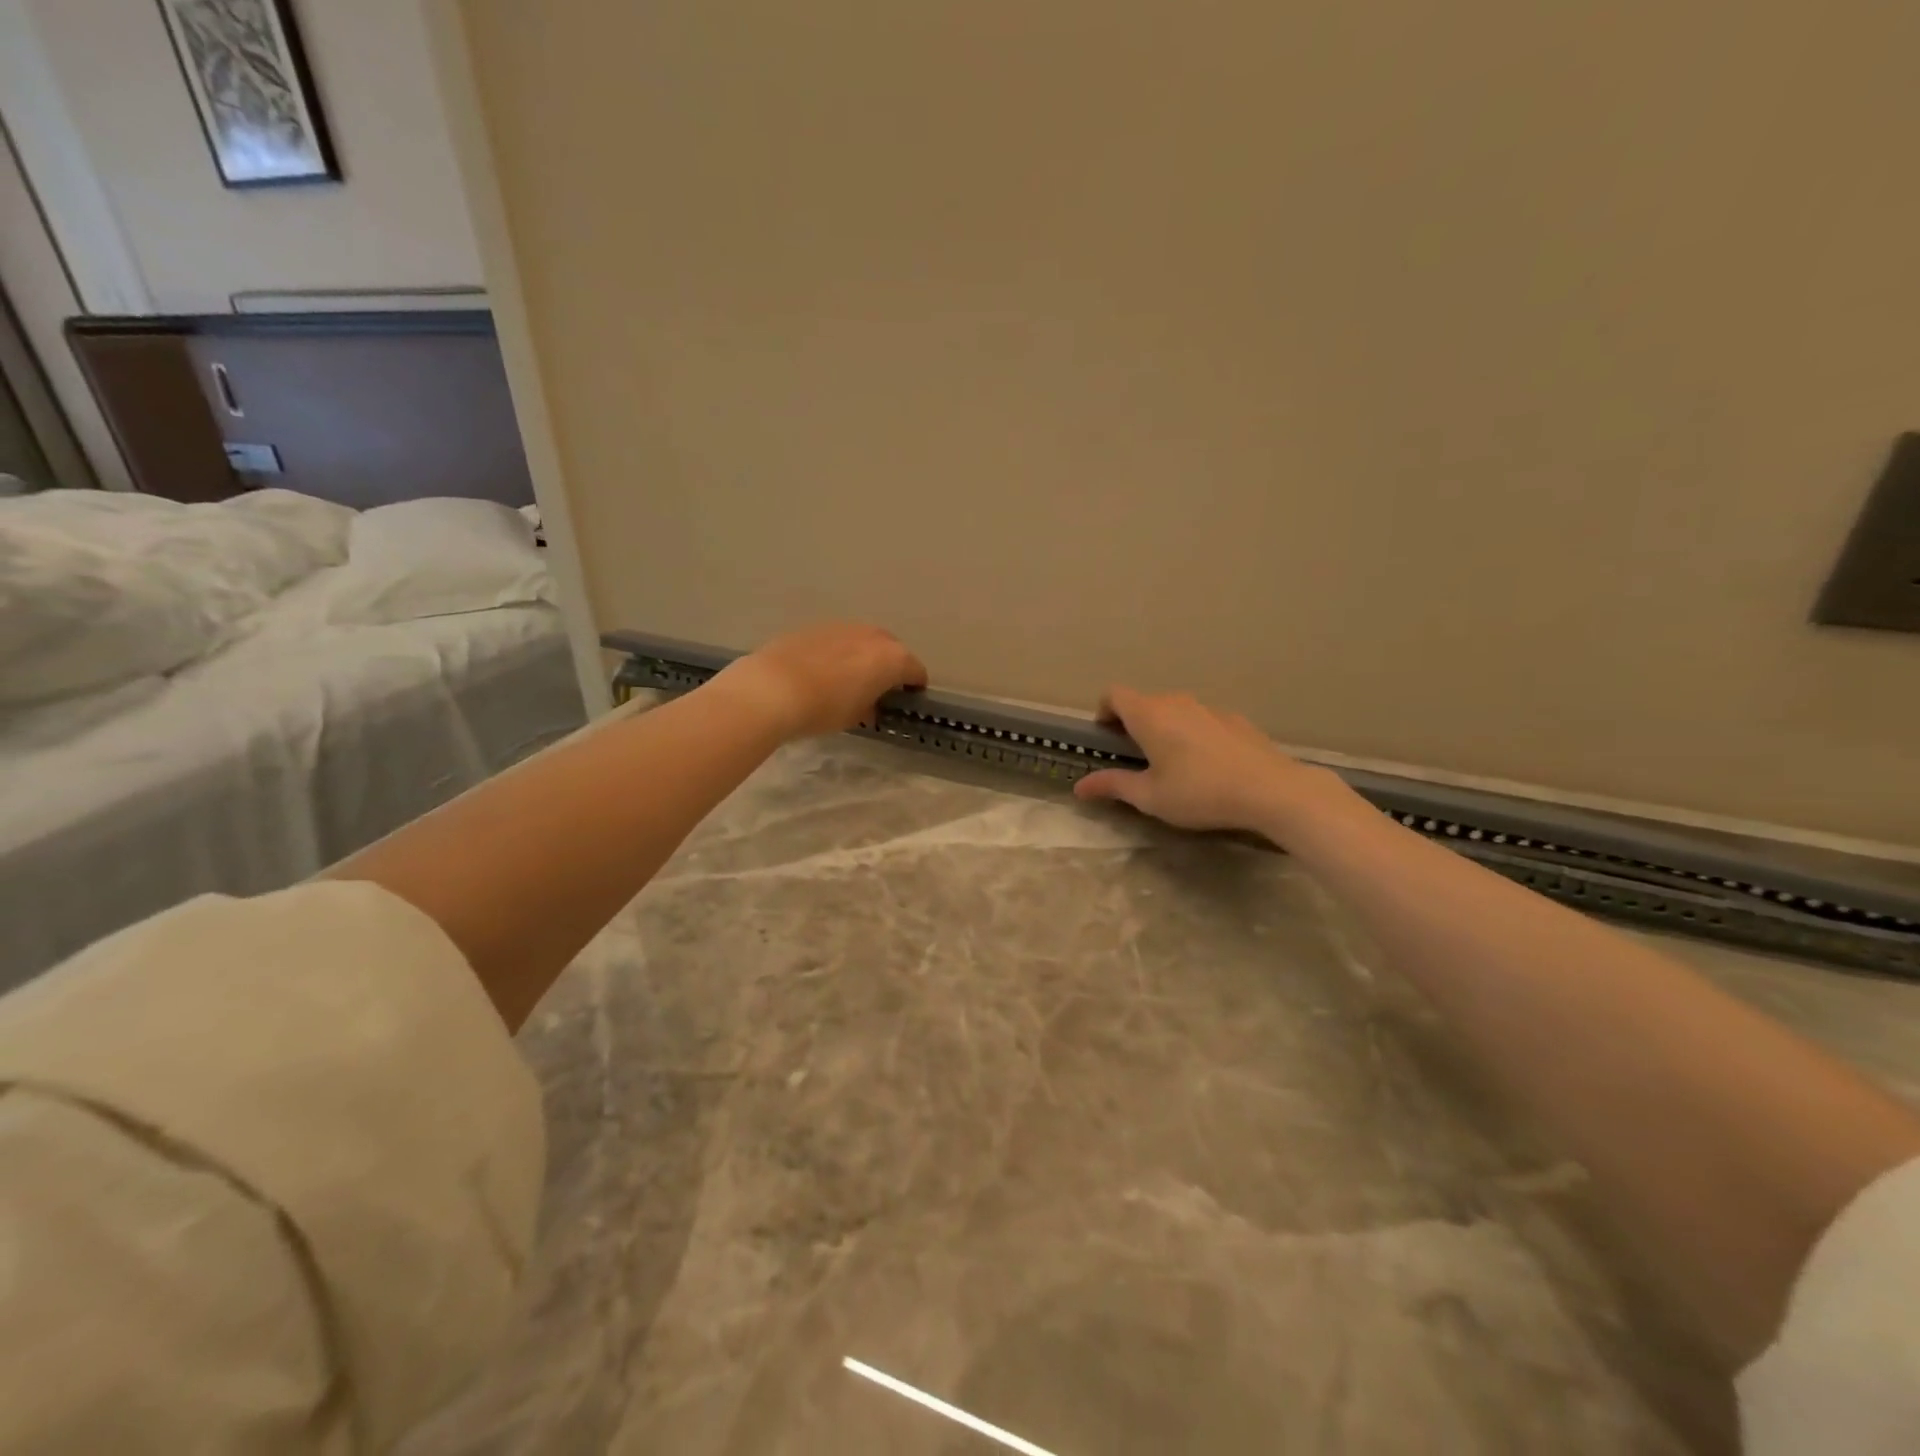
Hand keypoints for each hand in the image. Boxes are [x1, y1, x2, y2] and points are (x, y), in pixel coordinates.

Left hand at [714, 622, 927, 740]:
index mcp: (892, 658)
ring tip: (848, 679)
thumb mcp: (856, 717)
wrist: (773, 688)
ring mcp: (843, 627)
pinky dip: (838, 653)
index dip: (914, 687)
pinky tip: (822, 671)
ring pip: (863, 641)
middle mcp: (872, 636)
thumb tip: (871, 705)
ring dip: (863, 656)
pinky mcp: (815, 627)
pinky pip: (837, 640)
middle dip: (889, 667)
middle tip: (878, 688)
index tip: (907, 699)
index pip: (916, 671)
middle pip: (892, 649)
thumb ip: (871, 707)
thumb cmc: (824, 709)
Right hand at [1074, 687, 1350, 840]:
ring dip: (1164, 729)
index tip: (1106, 739)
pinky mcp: (1235, 720)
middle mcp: (1176, 702)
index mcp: (1148, 714)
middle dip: (1133, 725)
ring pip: (1175, 710)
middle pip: (1144, 702)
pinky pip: (1202, 720)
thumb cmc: (1199, 792)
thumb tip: (1079, 787)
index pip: (1113, 694)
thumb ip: (1113, 786)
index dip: (1104, 712)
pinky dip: (1193, 735)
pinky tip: (1208, 767)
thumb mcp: (1150, 797)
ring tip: (1173, 765)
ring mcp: (1209, 708)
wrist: (1270, 790)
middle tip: (1136, 760)